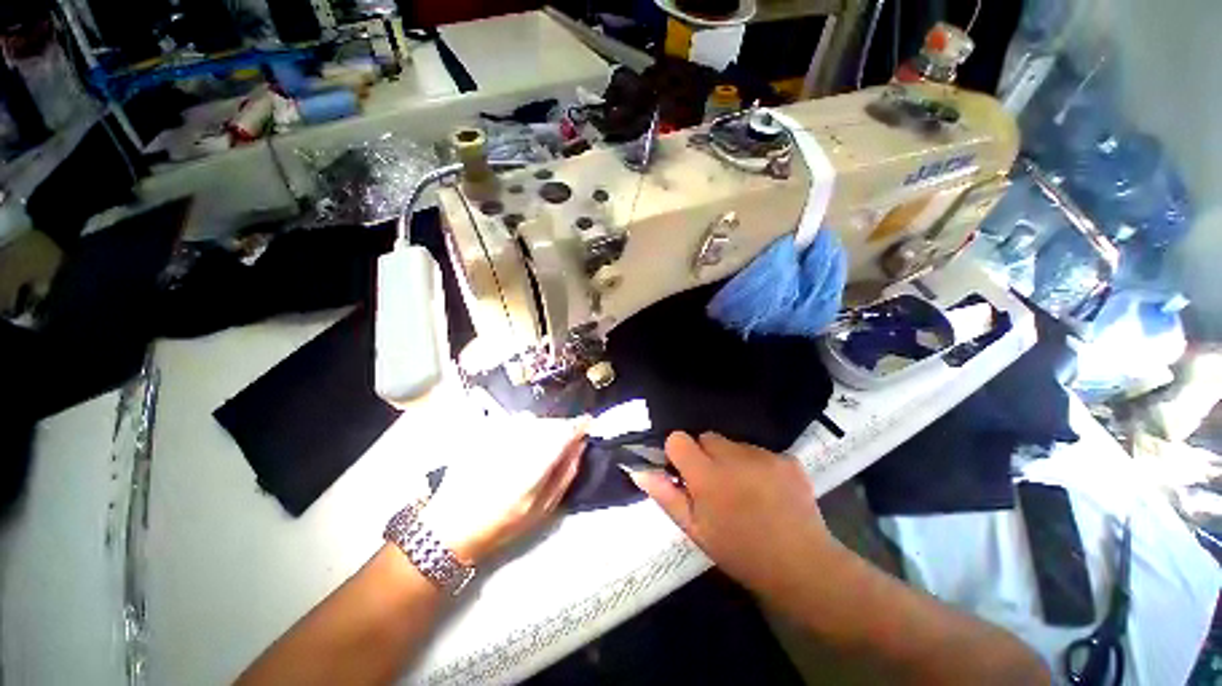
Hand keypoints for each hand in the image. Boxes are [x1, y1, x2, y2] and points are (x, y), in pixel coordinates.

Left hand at [420, 413, 586, 566]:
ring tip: (535, 452)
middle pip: (551, 422)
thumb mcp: (542, 508)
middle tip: (562, 447)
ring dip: (542, 430)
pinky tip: (515, 450)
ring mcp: (500, 433)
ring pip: (534, 421)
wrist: (451, 524)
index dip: (581, 424)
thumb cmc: (501, 523)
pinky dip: (523, 431)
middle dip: (561, 430)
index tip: (588, 425)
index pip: (567, 430)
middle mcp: (519, 439)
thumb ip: (565, 474)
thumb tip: (580, 447)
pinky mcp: (486, 432)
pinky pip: (515, 423)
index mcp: (537, 461)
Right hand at [628, 432, 836, 597]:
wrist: (802, 567)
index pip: (679, 439)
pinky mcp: (787, 459)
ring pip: (734, 444)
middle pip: (707, 437)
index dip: (678, 453)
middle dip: (706, 455)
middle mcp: (734, 456)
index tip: (686, 473)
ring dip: (732, 460)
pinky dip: (758, 465)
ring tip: (745, 491)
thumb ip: (666, 496)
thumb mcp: (696, 531)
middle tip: (716, 485)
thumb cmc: (740, 553)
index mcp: (707, 475)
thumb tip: (640, 471)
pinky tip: (768, 491)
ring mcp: (764, 455)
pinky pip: (760, 452)